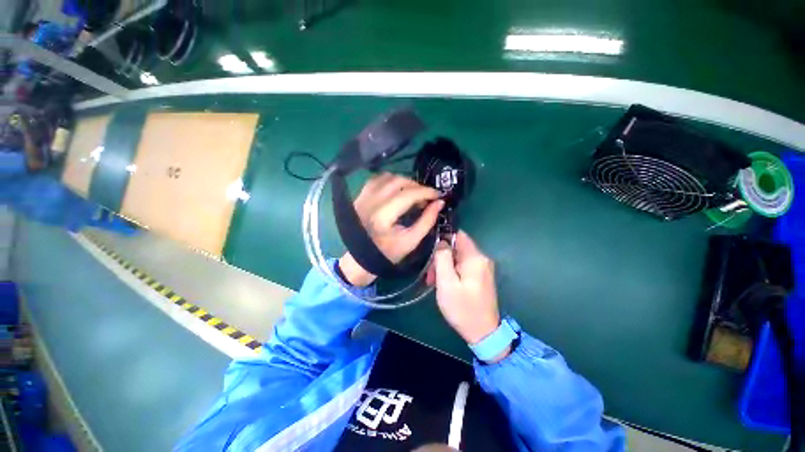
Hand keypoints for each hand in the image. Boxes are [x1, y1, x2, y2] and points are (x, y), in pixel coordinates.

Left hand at [338, 173, 444, 285]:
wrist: (361, 257)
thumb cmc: (388, 253)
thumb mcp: (411, 241)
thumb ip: (427, 221)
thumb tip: (440, 202)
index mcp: (383, 216)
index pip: (408, 194)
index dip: (426, 191)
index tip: (437, 195)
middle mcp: (371, 201)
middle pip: (398, 181)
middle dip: (416, 186)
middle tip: (426, 196)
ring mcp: (363, 196)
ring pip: (387, 177)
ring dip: (404, 181)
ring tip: (412, 192)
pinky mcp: (360, 196)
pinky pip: (376, 179)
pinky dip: (390, 180)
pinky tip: (397, 189)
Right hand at [431, 231, 504, 356]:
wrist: (484, 333)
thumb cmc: (462, 308)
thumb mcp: (446, 283)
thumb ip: (443, 258)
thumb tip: (442, 240)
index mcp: (475, 258)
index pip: (458, 234)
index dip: (443, 236)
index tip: (430, 247)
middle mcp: (482, 259)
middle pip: (457, 247)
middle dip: (441, 257)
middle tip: (430, 274)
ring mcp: (483, 268)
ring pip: (458, 257)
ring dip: (444, 266)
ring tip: (433, 281)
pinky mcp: (480, 276)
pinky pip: (463, 266)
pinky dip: (451, 271)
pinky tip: (444, 283)